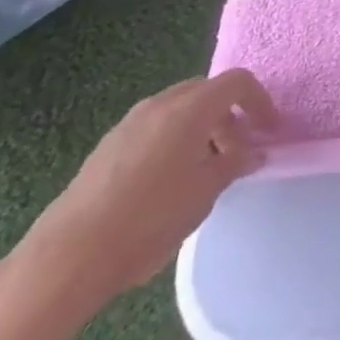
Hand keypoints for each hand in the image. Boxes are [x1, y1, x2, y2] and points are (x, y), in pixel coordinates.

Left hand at [17, 69, 278, 311]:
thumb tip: (254, 153)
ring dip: (202, 128)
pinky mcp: (107, 148)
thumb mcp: (206, 192)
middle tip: (241, 149)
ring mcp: (129, 125)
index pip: (237, 82)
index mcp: (190, 108)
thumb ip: (235, 163)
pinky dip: (175, 140)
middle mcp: (159, 105)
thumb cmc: (150, 218)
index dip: (260, 101)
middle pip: (207, 92)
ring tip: (207, 168)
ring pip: (178, 110)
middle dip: (230, 115)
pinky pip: (154, 128)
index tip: (271, 130)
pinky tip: (171, 181)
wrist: (68, 257)